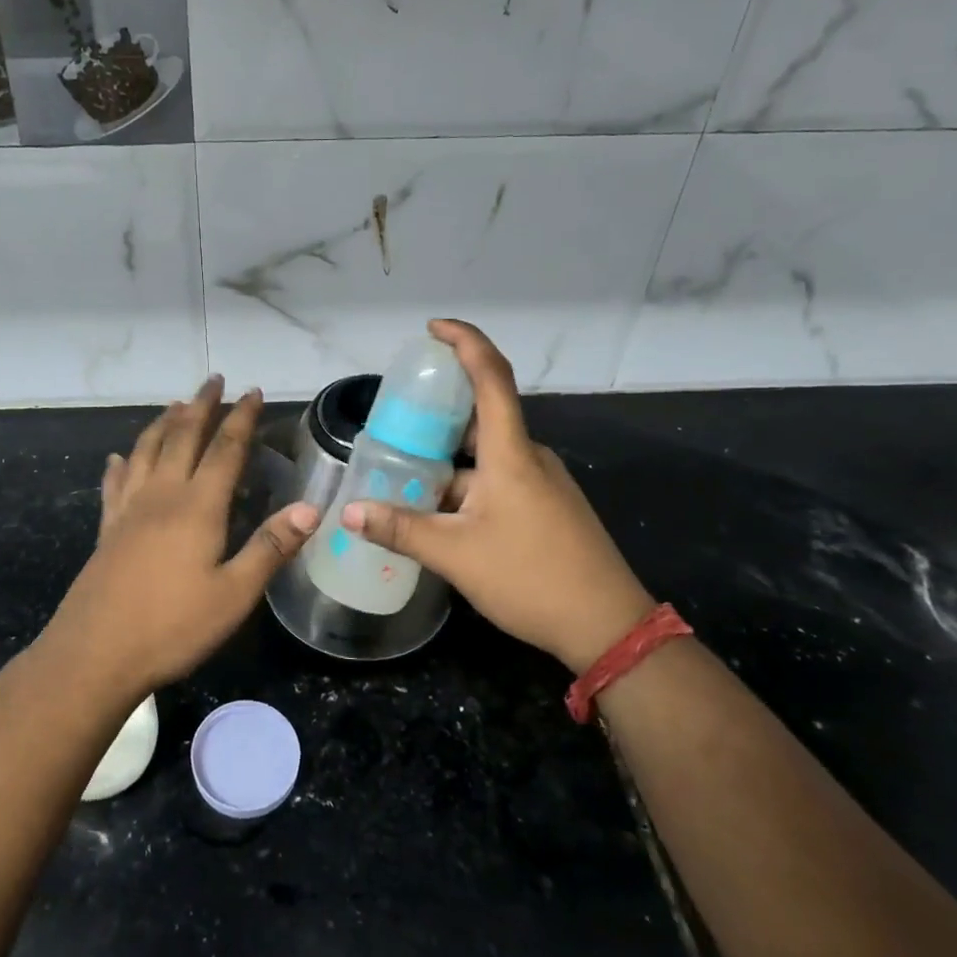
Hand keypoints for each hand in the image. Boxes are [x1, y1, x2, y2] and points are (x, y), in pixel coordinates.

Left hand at [39, 375, 319, 700]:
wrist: (94, 655)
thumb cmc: (172, 627)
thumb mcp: (234, 594)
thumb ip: (270, 547)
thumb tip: (311, 507)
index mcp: (197, 506)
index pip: (225, 449)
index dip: (241, 418)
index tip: (252, 391)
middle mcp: (161, 495)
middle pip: (182, 436)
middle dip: (201, 405)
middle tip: (214, 380)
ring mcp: (128, 510)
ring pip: (146, 451)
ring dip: (163, 423)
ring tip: (175, 404)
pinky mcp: (107, 530)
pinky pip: (115, 484)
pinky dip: (121, 464)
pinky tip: (118, 459)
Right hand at [339, 320, 654, 671]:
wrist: (608, 627)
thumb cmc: (531, 578)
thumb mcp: (455, 555)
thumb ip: (400, 529)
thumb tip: (349, 512)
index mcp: (510, 454)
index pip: (491, 376)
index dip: (465, 342)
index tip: (433, 329)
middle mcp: (528, 457)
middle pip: (482, 416)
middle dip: (439, 412)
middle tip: (396, 417)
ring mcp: (541, 483)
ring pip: (486, 456)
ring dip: (447, 460)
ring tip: (404, 471)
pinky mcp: (546, 508)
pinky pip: (498, 480)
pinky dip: (465, 484)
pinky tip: (438, 513)